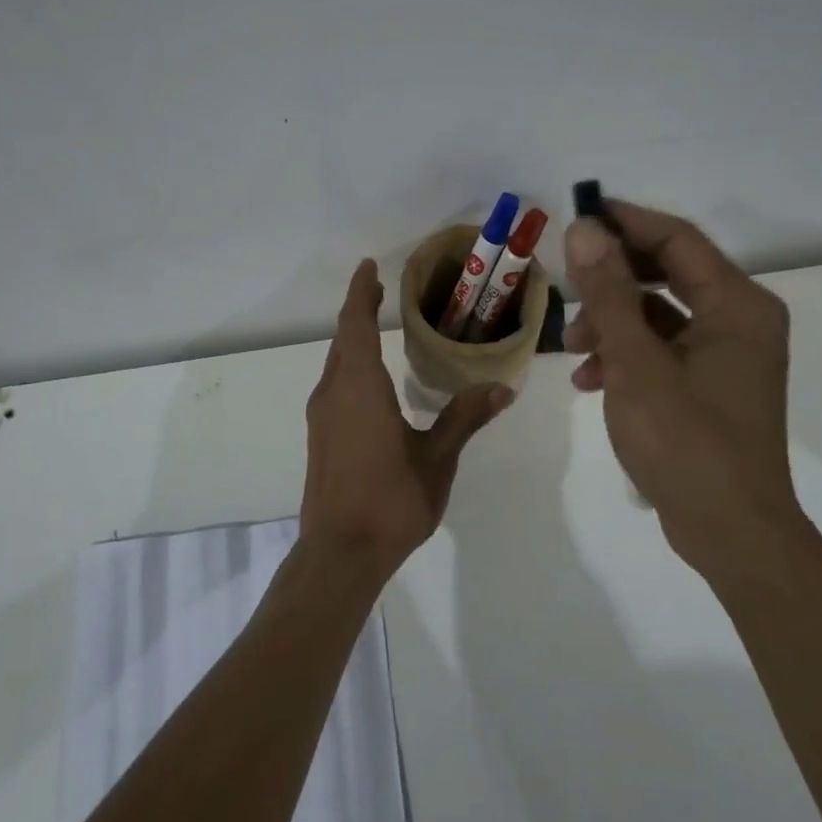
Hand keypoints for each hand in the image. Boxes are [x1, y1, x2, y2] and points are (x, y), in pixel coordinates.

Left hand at [301, 260, 513, 579]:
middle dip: (359, 311)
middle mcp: (334, 393)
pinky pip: (334, 385)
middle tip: (379, 291)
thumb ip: (465, 418)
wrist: (340, 553)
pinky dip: (350, 366)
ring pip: (336, 364)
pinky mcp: (320, 437)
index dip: (361, 293)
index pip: (356, 325)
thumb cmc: (391, 500)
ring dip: (353, 340)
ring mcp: (322, 417)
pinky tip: (369, 381)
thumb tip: (502, 387)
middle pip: (343, 340)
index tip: (368, 267)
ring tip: (376, 326)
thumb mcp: (437, 458)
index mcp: (360, 388)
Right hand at [563, 202, 801, 573]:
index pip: (677, 239)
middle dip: (611, 280)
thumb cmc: (686, 442)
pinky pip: (664, 349)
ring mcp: (727, 355)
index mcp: (737, 305)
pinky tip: (590, 380)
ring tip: (572, 348)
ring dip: (613, 321)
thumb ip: (609, 293)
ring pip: (660, 314)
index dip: (625, 222)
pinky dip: (627, 355)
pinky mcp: (712, 385)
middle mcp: (740, 320)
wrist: (730, 532)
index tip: (576, 217)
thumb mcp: (637, 363)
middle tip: (566, 285)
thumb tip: (585, 229)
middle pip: (667, 273)